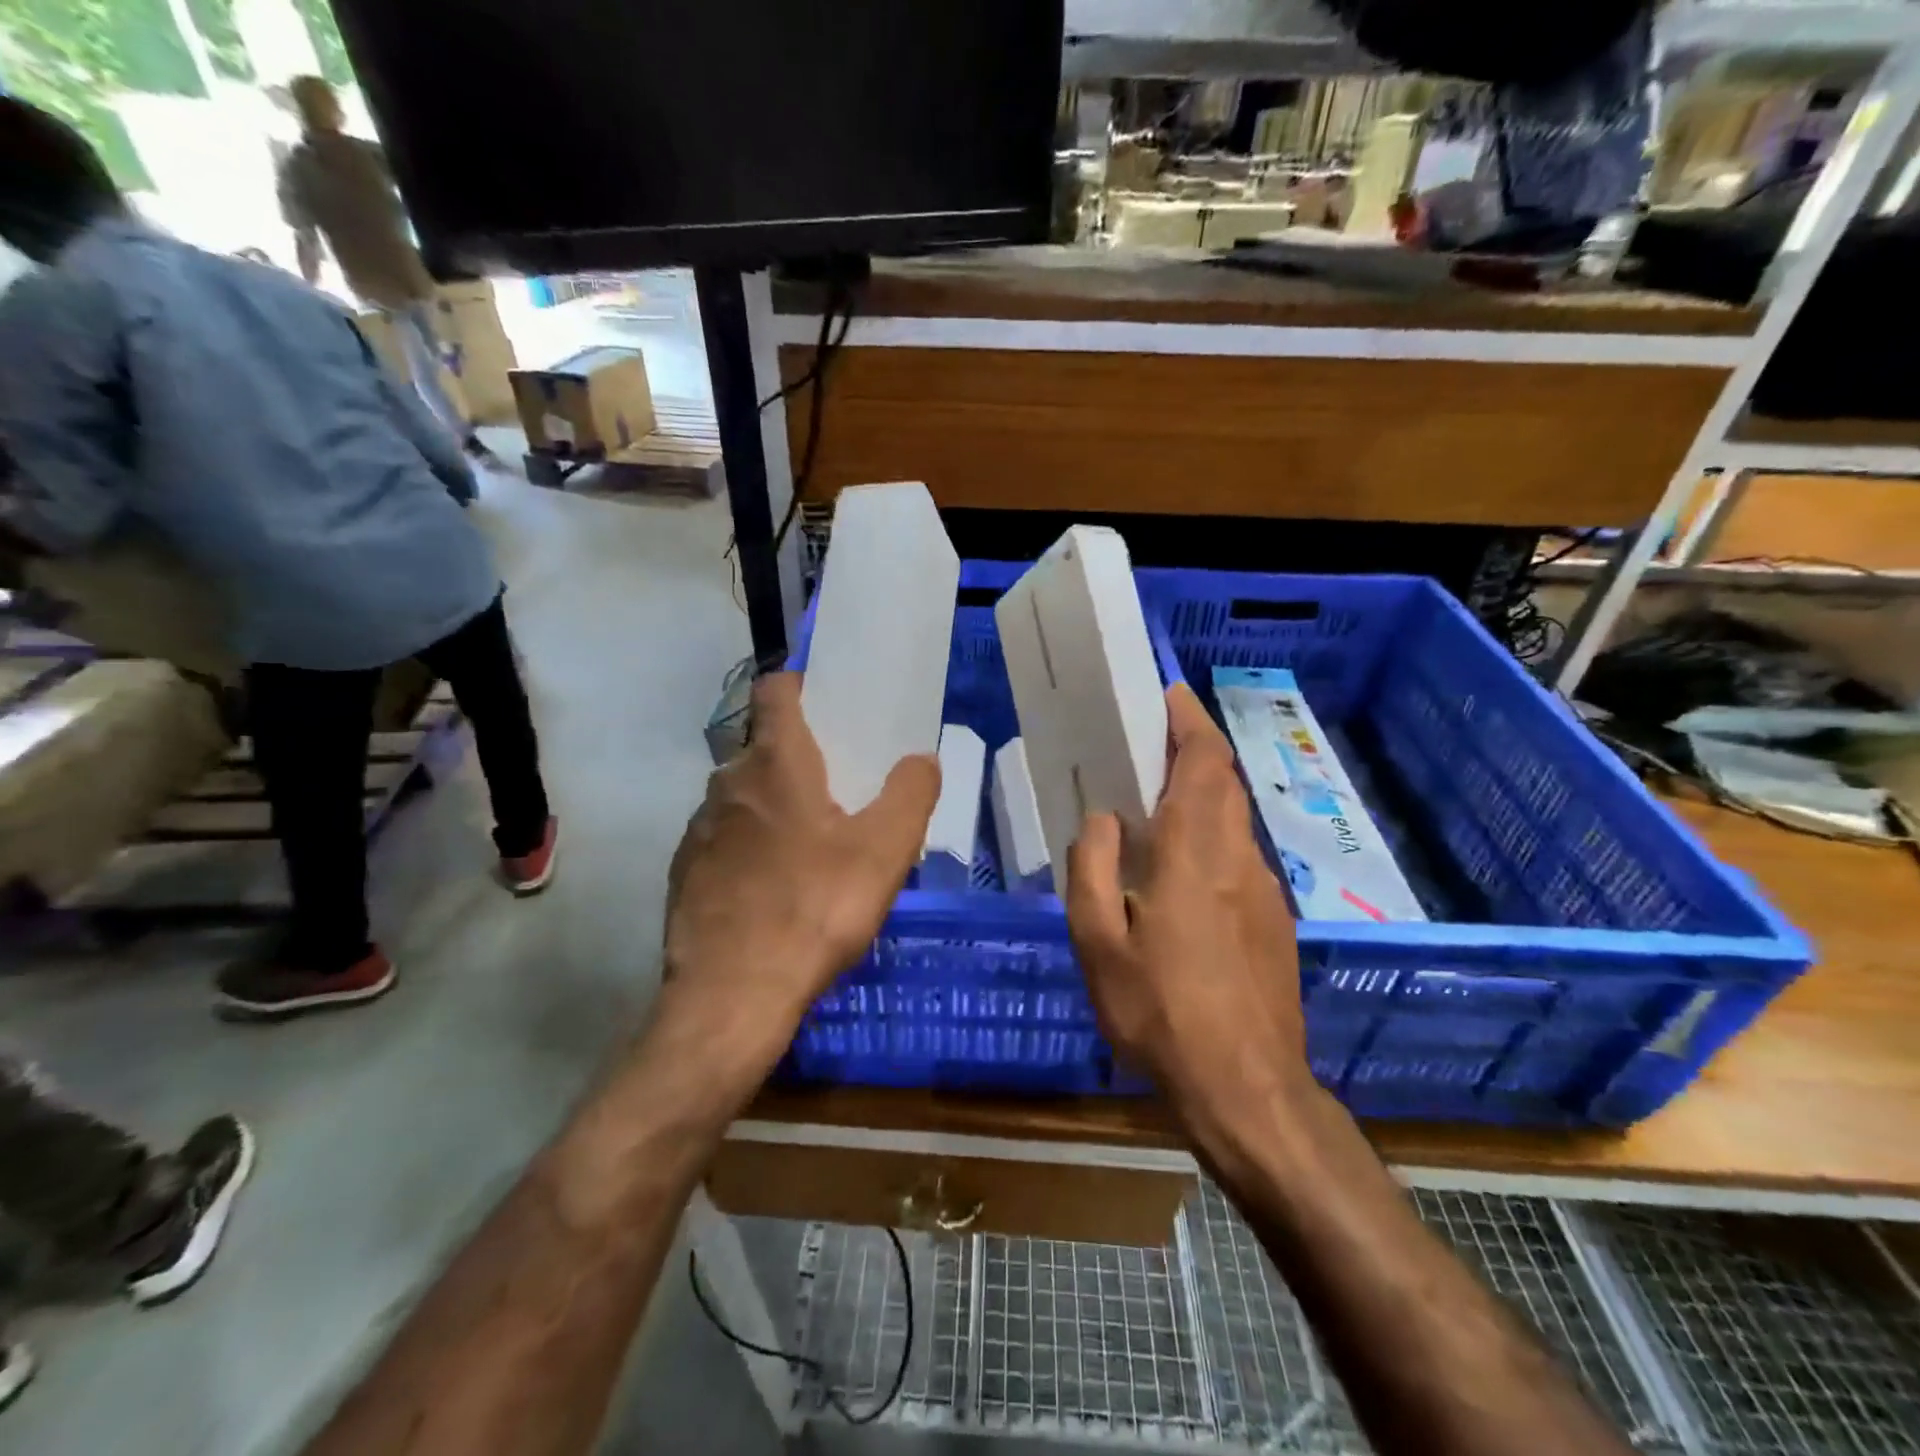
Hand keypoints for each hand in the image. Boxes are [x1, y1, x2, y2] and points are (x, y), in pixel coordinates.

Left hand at [660, 672, 940, 1063]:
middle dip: (800, 756)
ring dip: (774, 804)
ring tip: (811, 843)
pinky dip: (749, 845)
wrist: (732, 996)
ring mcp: (699, 828)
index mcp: (777, 763)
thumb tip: (921, 760)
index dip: (802, 685)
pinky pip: (725, 838)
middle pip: (764, 746)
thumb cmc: (815, 909)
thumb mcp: (885, 851)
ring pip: (743, 796)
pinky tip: (774, 887)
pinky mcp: (685, 870)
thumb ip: (910, 794)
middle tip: (841, 787)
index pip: (776, 690)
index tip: (830, 704)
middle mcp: (728, 783)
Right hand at [1066, 682, 1310, 1124]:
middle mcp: (1239, 859)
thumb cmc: (1160, 1012)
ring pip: (1234, 821)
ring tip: (1154, 809)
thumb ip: (1091, 868)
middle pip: (1224, 783)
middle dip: (1194, 751)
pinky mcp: (1275, 922)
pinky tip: (1179, 876)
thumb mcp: (1098, 943)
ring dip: (1201, 797)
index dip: (1190, 721)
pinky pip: (1239, 858)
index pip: (1204, 763)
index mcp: (1194, 853)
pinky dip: (1211, 839)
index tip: (1169, 694)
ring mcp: (1265, 891)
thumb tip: (1102, 819)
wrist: (1247, 1089)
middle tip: (1149, 746)